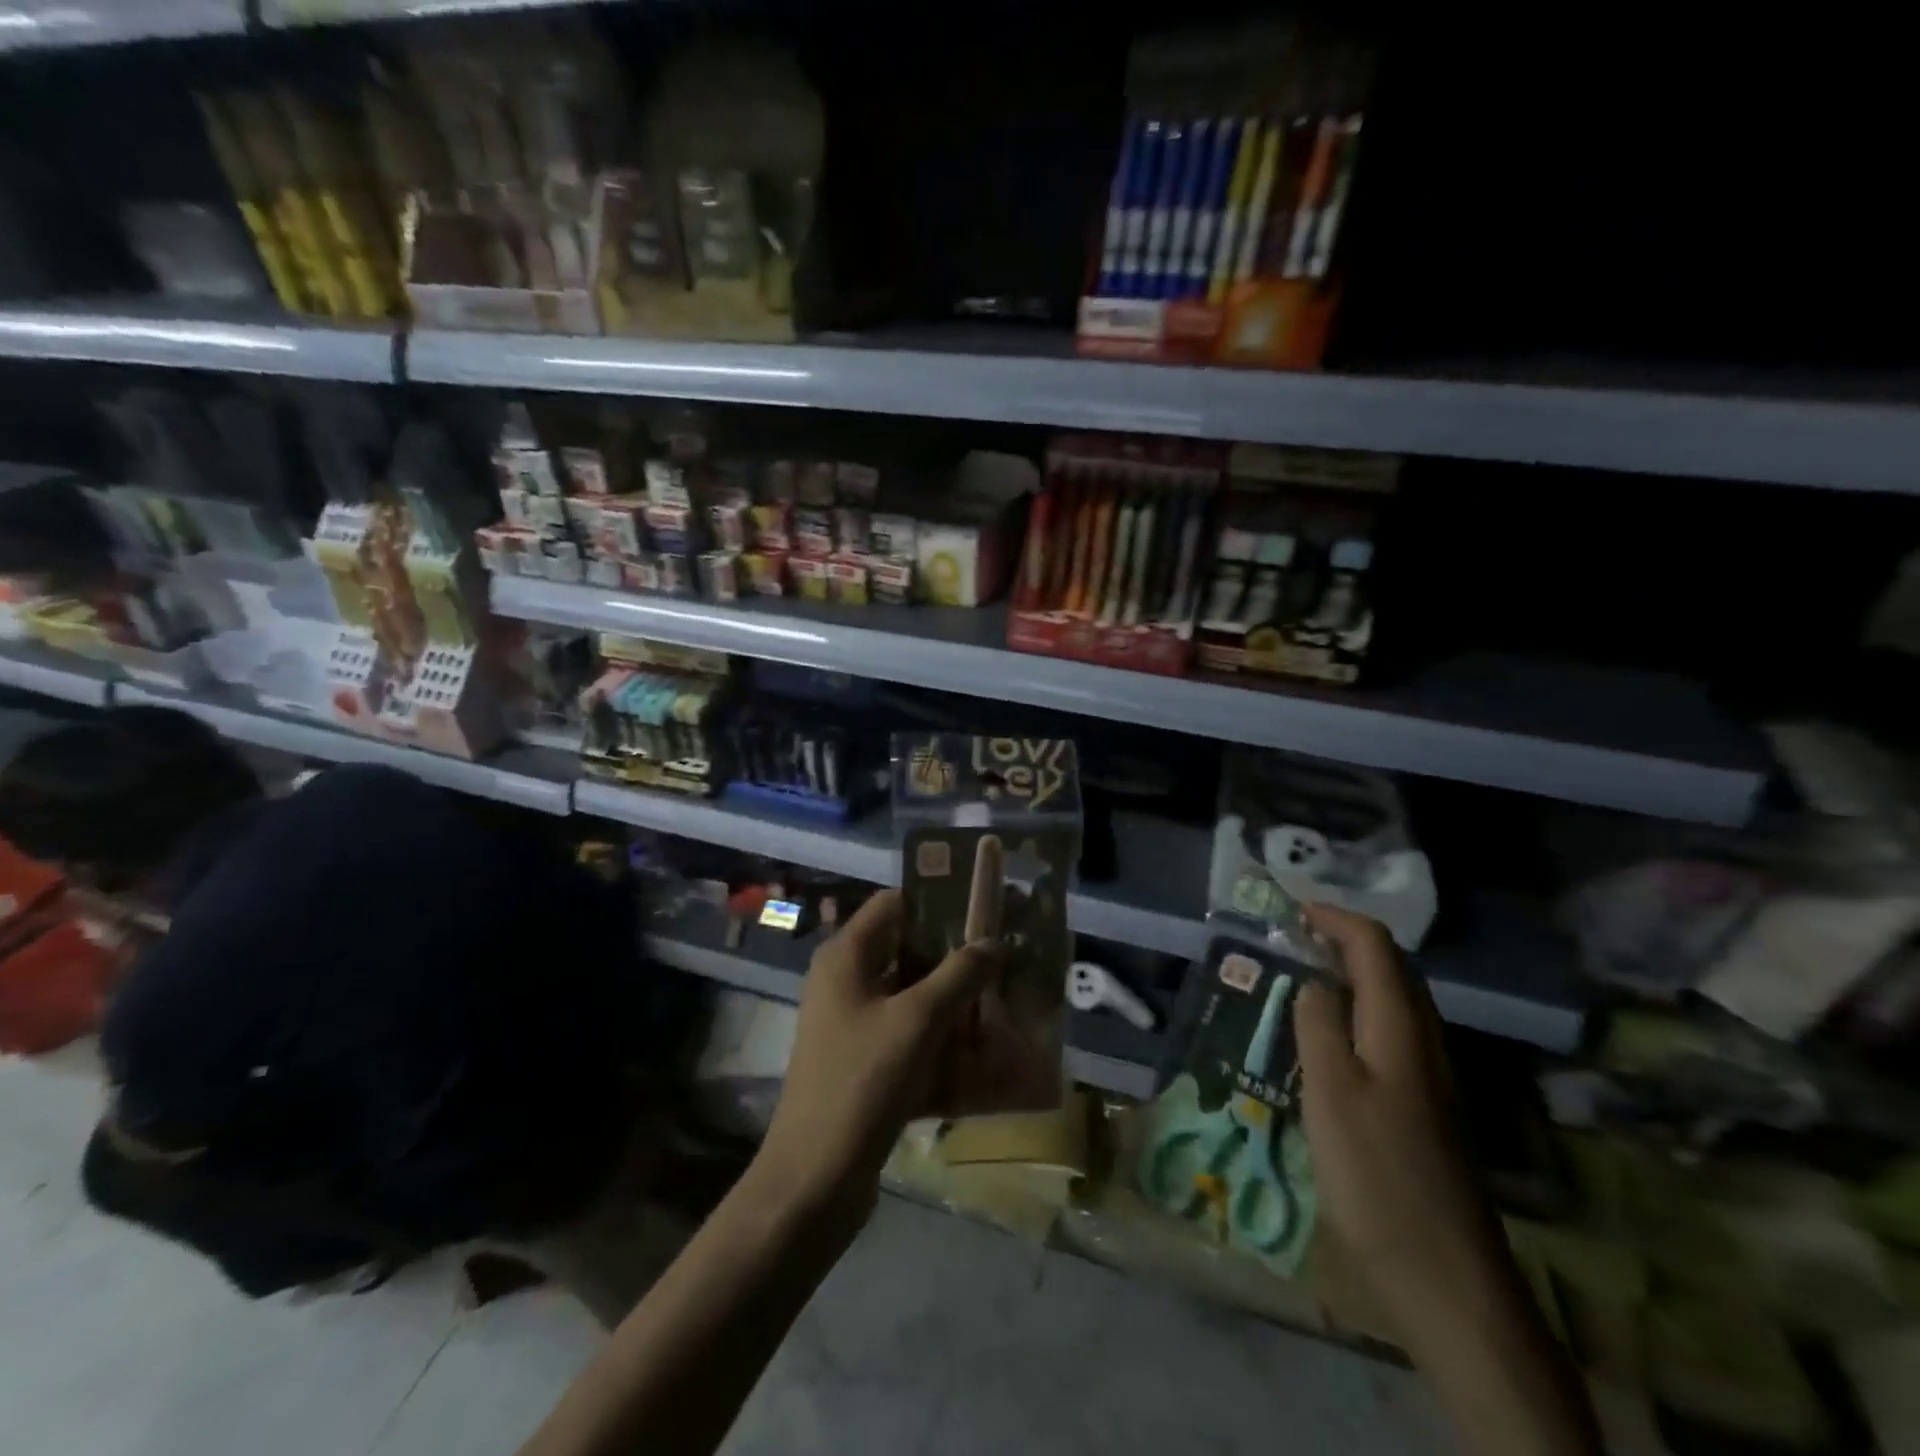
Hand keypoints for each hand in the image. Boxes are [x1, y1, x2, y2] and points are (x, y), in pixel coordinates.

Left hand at [751, 890, 998, 1231]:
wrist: (816, 1178)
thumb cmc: (863, 1081)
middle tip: (1005, 952)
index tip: (984, 906)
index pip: (894, 903)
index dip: (937, 899)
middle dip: (955, 952)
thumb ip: (959, 974)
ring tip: (1004, 995)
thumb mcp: (917, 1020)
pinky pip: (910, 1033)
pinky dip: (942, 1035)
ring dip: (954, 996)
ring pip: (912, 993)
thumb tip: (995, 941)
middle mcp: (846, 980)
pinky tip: (984, 1047)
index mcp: (846, 956)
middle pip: (907, 948)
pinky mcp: (865, 1060)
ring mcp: (854, 1023)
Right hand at [1294, 903, 1509, 1348]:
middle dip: (1342, 940)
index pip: (1375, 946)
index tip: (1289, 909)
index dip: (1334, 918)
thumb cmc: (1378, 1175)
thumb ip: (1319, 1025)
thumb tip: (1314, 982)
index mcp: (1400, 1028)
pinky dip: (1353, 1013)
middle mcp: (1422, 1041)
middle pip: (1391, 968)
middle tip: (1290, 938)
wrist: (1446, 1278)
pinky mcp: (1422, 1107)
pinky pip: (1386, 1034)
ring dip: (1348, 975)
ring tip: (1298, 977)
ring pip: (1391, 1001)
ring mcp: (1427, 1077)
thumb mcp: (1331, 1092)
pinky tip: (1322, 1040)